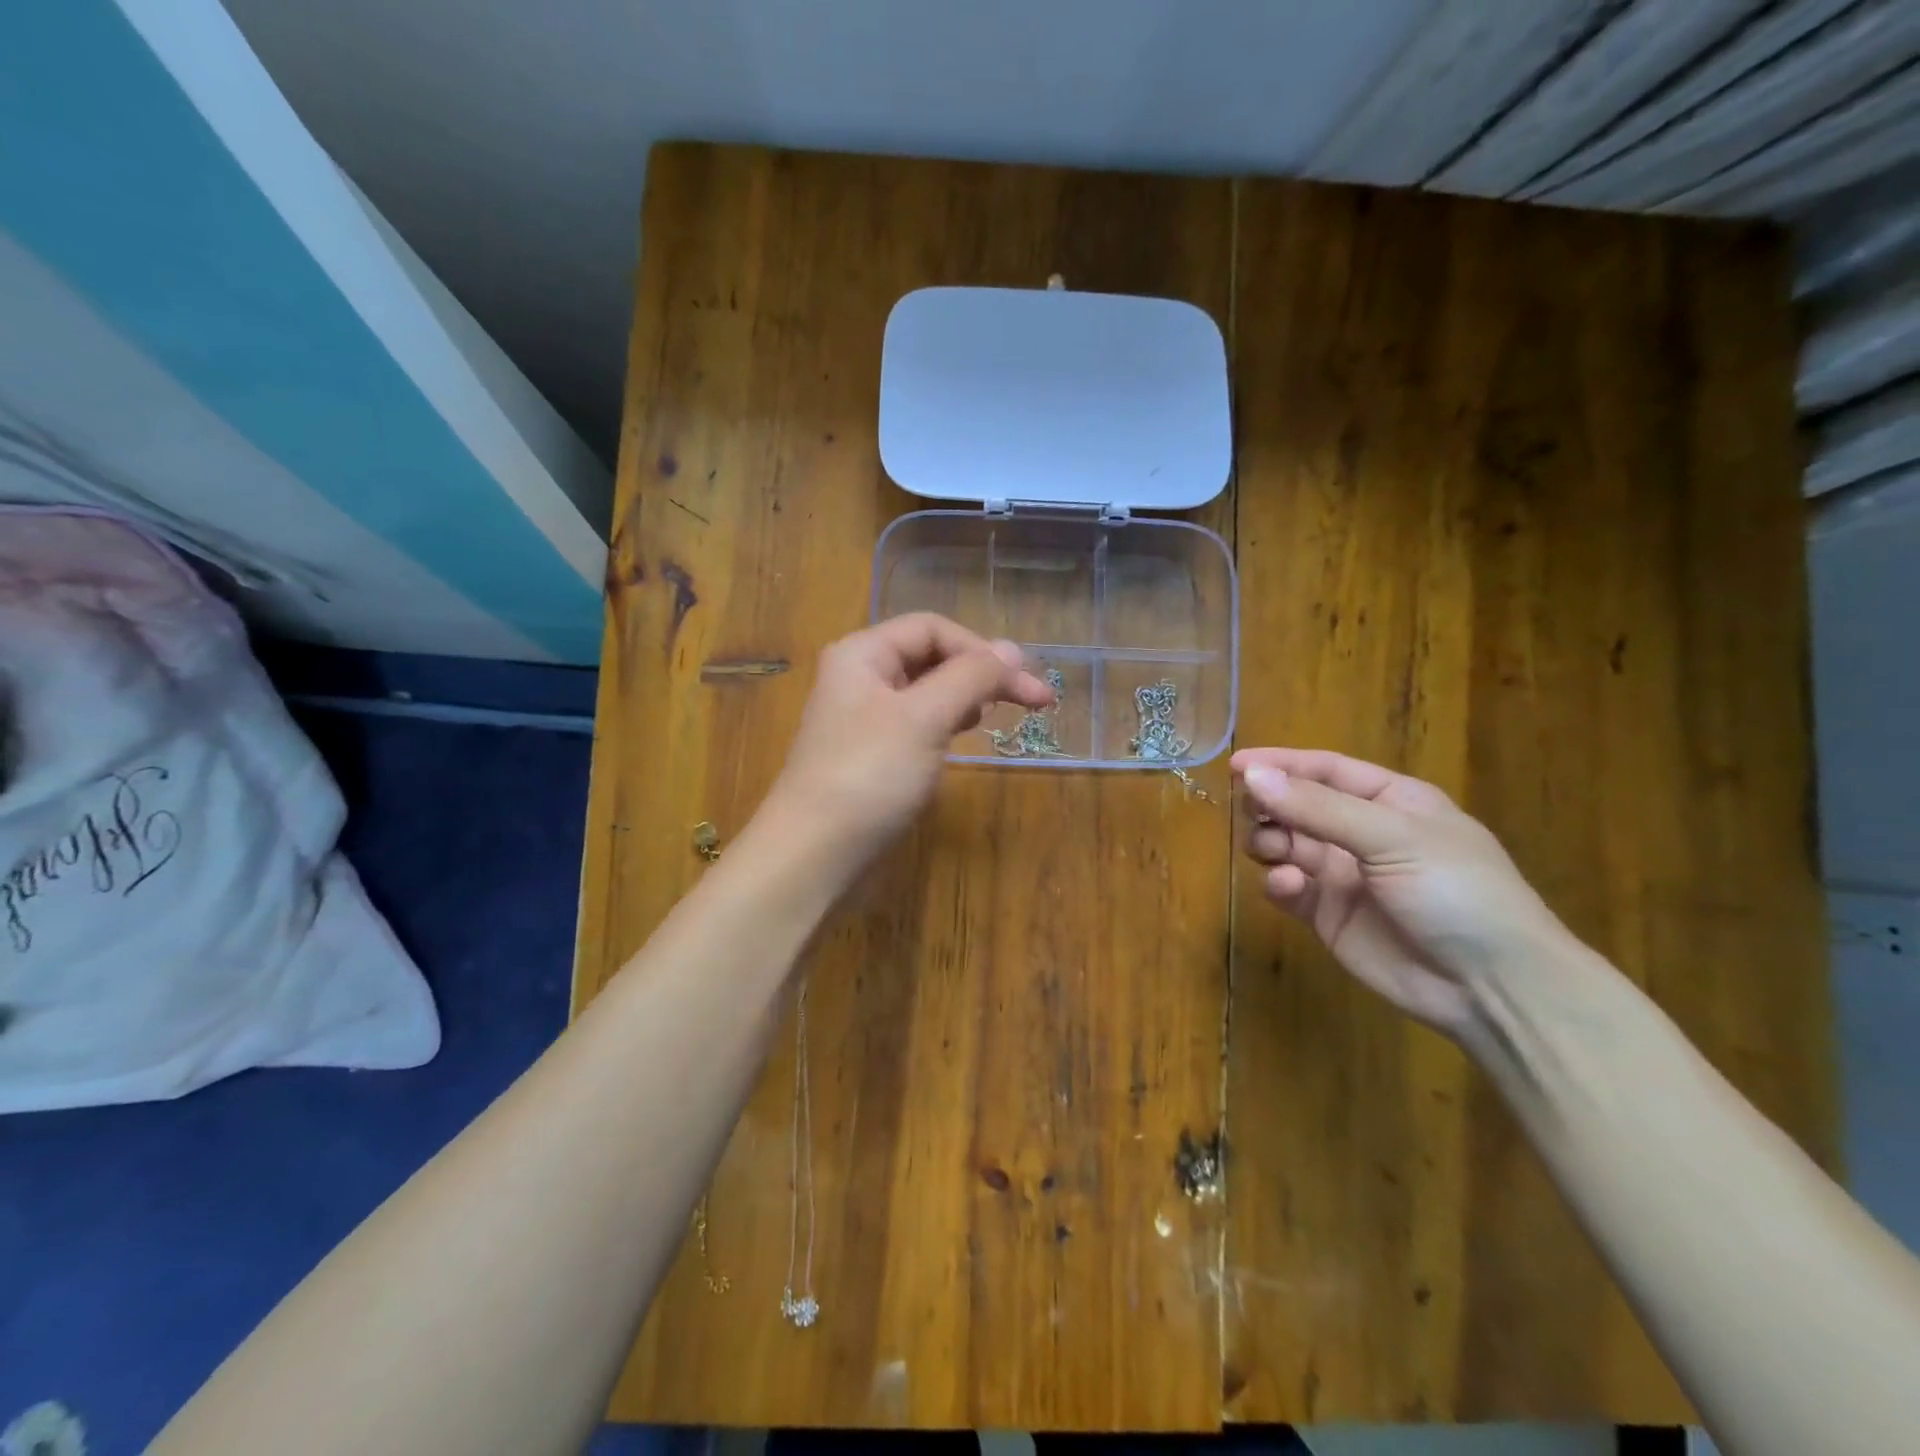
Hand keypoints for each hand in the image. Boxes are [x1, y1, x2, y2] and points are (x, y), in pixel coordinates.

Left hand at [768, 613, 1053, 862]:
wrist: (814, 854)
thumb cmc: (868, 776)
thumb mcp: (923, 717)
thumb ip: (971, 677)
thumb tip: (1014, 650)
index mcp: (863, 654)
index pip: (933, 629)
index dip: (981, 649)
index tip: (1023, 684)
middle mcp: (861, 677)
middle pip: (932, 656)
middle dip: (982, 673)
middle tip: (1034, 702)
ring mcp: (866, 718)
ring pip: (928, 691)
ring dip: (968, 696)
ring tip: (997, 715)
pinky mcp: (874, 754)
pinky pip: (919, 722)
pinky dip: (947, 723)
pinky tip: (963, 736)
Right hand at [1232, 747, 1582, 1042]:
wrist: (1493, 987)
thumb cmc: (1456, 892)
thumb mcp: (1392, 837)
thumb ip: (1318, 807)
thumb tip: (1252, 776)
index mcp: (1391, 801)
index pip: (1326, 769)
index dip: (1282, 764)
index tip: (1236, 765)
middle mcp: (1363, 833)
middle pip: (1299, 804)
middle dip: (1271, 804)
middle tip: (1249, 810)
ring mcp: (1344, 876)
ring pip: (1286, 843)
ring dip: (1270, 841)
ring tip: (1270, 850)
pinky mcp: (1327, 915)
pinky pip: (1288, 887)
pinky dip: (1278, 881)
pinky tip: (1286, 885)